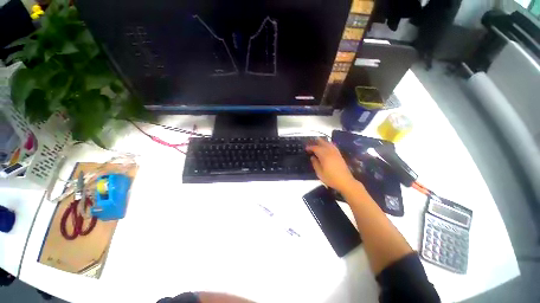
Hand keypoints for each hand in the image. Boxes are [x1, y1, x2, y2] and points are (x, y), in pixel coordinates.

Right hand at [306, 138, 357, 191]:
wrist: (345, 182)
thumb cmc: (331, 178)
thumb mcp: (319, 173)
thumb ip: (315, 164)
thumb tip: (312, 157)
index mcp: (324, 156)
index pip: (316, 148)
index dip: (310, 147)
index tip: (306, 148)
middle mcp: (330, 152)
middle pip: (323, 143)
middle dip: (316, 142)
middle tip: (311, 142)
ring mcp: (336, 153)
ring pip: (329, 144)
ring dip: (323, 142)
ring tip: (318, 141)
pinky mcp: (339, 155)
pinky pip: (333, 146)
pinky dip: (329, 144)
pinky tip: (328, 145)